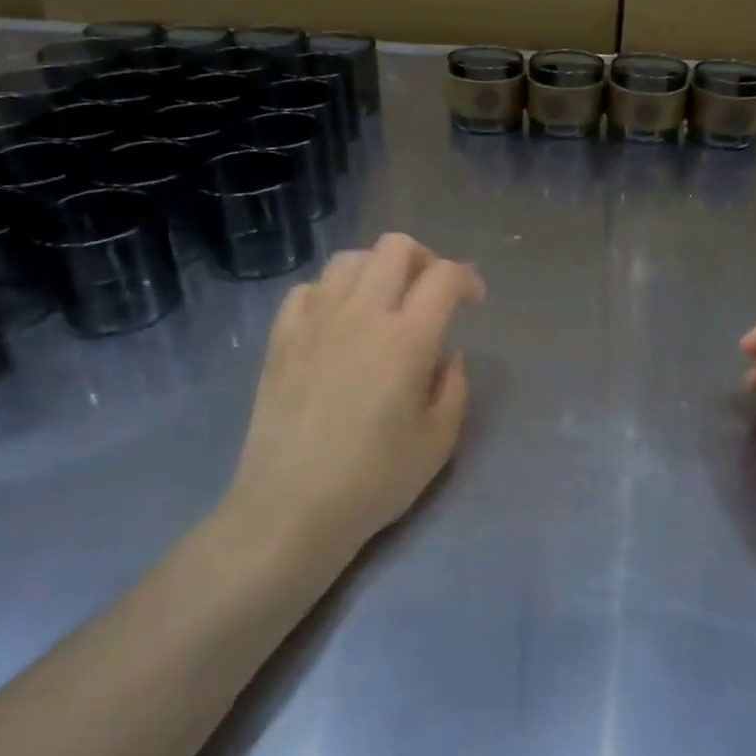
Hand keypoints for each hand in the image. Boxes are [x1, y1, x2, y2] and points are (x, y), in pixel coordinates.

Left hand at [227, 233, 484, 560]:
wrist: (290, 508)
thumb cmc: (374, 480)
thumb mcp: (439, 441)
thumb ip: (455, 388)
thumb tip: (449, 355)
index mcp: (407, 339)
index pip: (443, 277)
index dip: (467, 279)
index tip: (474, 301)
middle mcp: (361, 314)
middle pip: (395, 247)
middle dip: (423, 258)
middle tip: (430, 292)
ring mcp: (314, 321)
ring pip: (348, 259)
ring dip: (376, 269)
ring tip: (383, 302)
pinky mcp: (281, 338)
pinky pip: (307, 289)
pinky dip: (330, 292)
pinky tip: (337, 321)